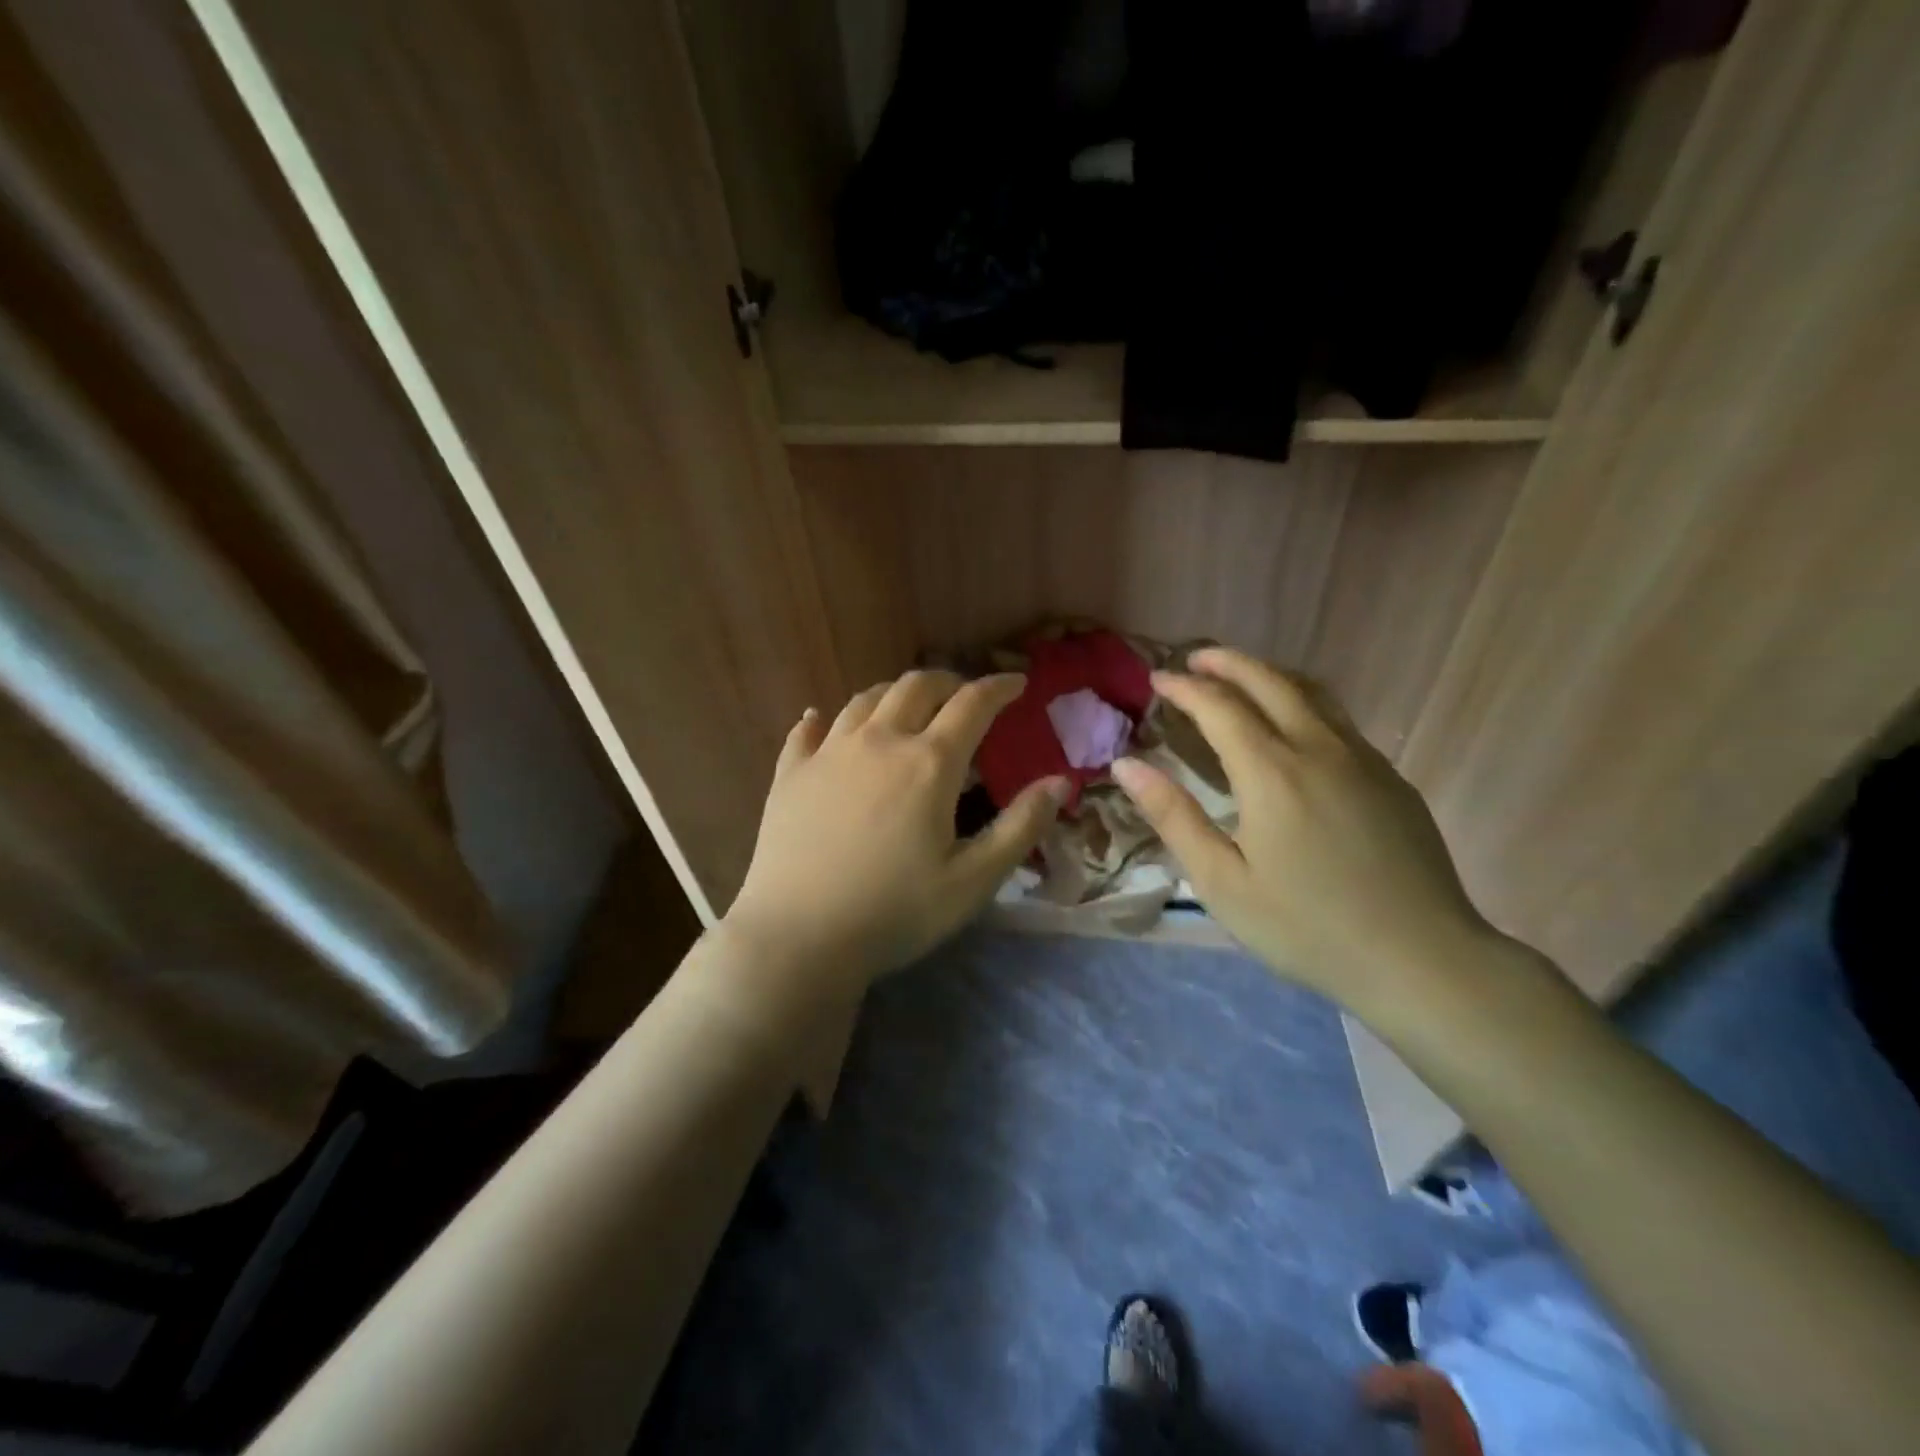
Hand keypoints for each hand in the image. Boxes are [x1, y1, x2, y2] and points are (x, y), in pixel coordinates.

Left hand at [722, 671, 1068, 998]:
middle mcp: (879, 742)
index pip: (972, 704)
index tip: (1016, 682)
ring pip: (865, 700)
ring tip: (906, 704)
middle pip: (916, 686)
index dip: (999, 687)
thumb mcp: (973, 880)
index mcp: (929, 763)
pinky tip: (820, 719)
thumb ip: (1021, 826)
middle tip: (963, 695)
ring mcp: (828, 753)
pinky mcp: (790, 774)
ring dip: (893, 693)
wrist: (799, 938)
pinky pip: (806, 730)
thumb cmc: (895, 912)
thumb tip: (1062, 781)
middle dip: (948, 681)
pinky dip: (821, 718)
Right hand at [1110, 647, 1491, 1010]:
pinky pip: (1337, 720)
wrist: (1423, 960)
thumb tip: (1126, 766)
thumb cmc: (1307, 927)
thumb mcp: (1222, 881)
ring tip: (1239, 678)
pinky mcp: (1392, 778)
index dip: (1185, 687)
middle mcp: (1318, 749)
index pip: (1219, 707)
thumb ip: (1173, 817)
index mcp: (1271, 772)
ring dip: (1268, 675)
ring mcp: (1363, 759)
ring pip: (1311, 694)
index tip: (1157, 679)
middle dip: (1227, 662)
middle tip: (1195, 658)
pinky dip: (1301, 703)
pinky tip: (1292, 729)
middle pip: (1269, 681)